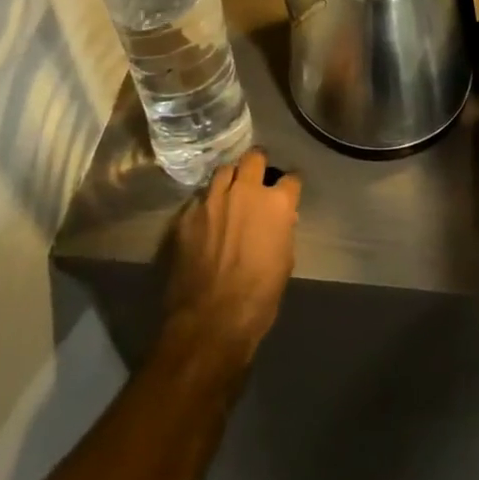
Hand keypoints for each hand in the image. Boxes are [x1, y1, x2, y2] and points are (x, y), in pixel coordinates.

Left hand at [161, 150, 301, 369]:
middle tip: (258, 178)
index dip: (290, 185)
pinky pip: (200, 198)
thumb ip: (283, 231)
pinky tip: (207, 218)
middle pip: (254, 157)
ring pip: (224, 171)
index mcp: (276, 204)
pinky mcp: (187, 214)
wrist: (210, 321)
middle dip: (258, 164)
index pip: (291, 178)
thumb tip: (281, 220)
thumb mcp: (284, 263)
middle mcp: (245, 191)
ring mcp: (213, 199)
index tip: (288, 190)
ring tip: (230, 193)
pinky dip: (207, 204)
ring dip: (231, 179)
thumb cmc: (259, 298)